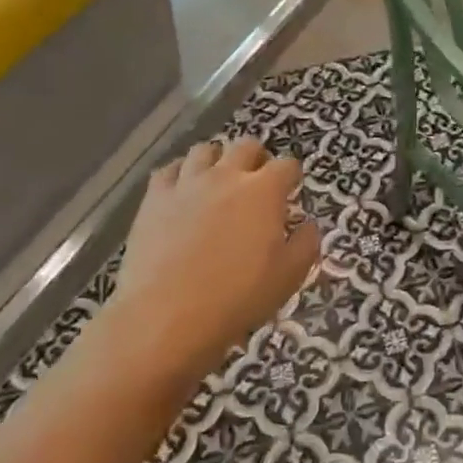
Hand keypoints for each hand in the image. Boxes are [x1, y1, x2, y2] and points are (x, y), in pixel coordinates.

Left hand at [97, 138, 321, 385]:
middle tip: (257, 182)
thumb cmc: (237, 297)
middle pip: (247, 146)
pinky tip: (182, 191)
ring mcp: (187, 183)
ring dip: (218, 160)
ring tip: (218, 181)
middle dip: (257, 158)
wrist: (166, 316)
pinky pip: (168, 169)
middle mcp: (227, 175)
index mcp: (264, 191)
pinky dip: (180, 173)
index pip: (287, 165)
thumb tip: (307, 223)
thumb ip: (306, 243)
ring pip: (206, 150)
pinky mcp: (154, 198)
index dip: (292, 176)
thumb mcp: (289, 276)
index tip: (291, 190)